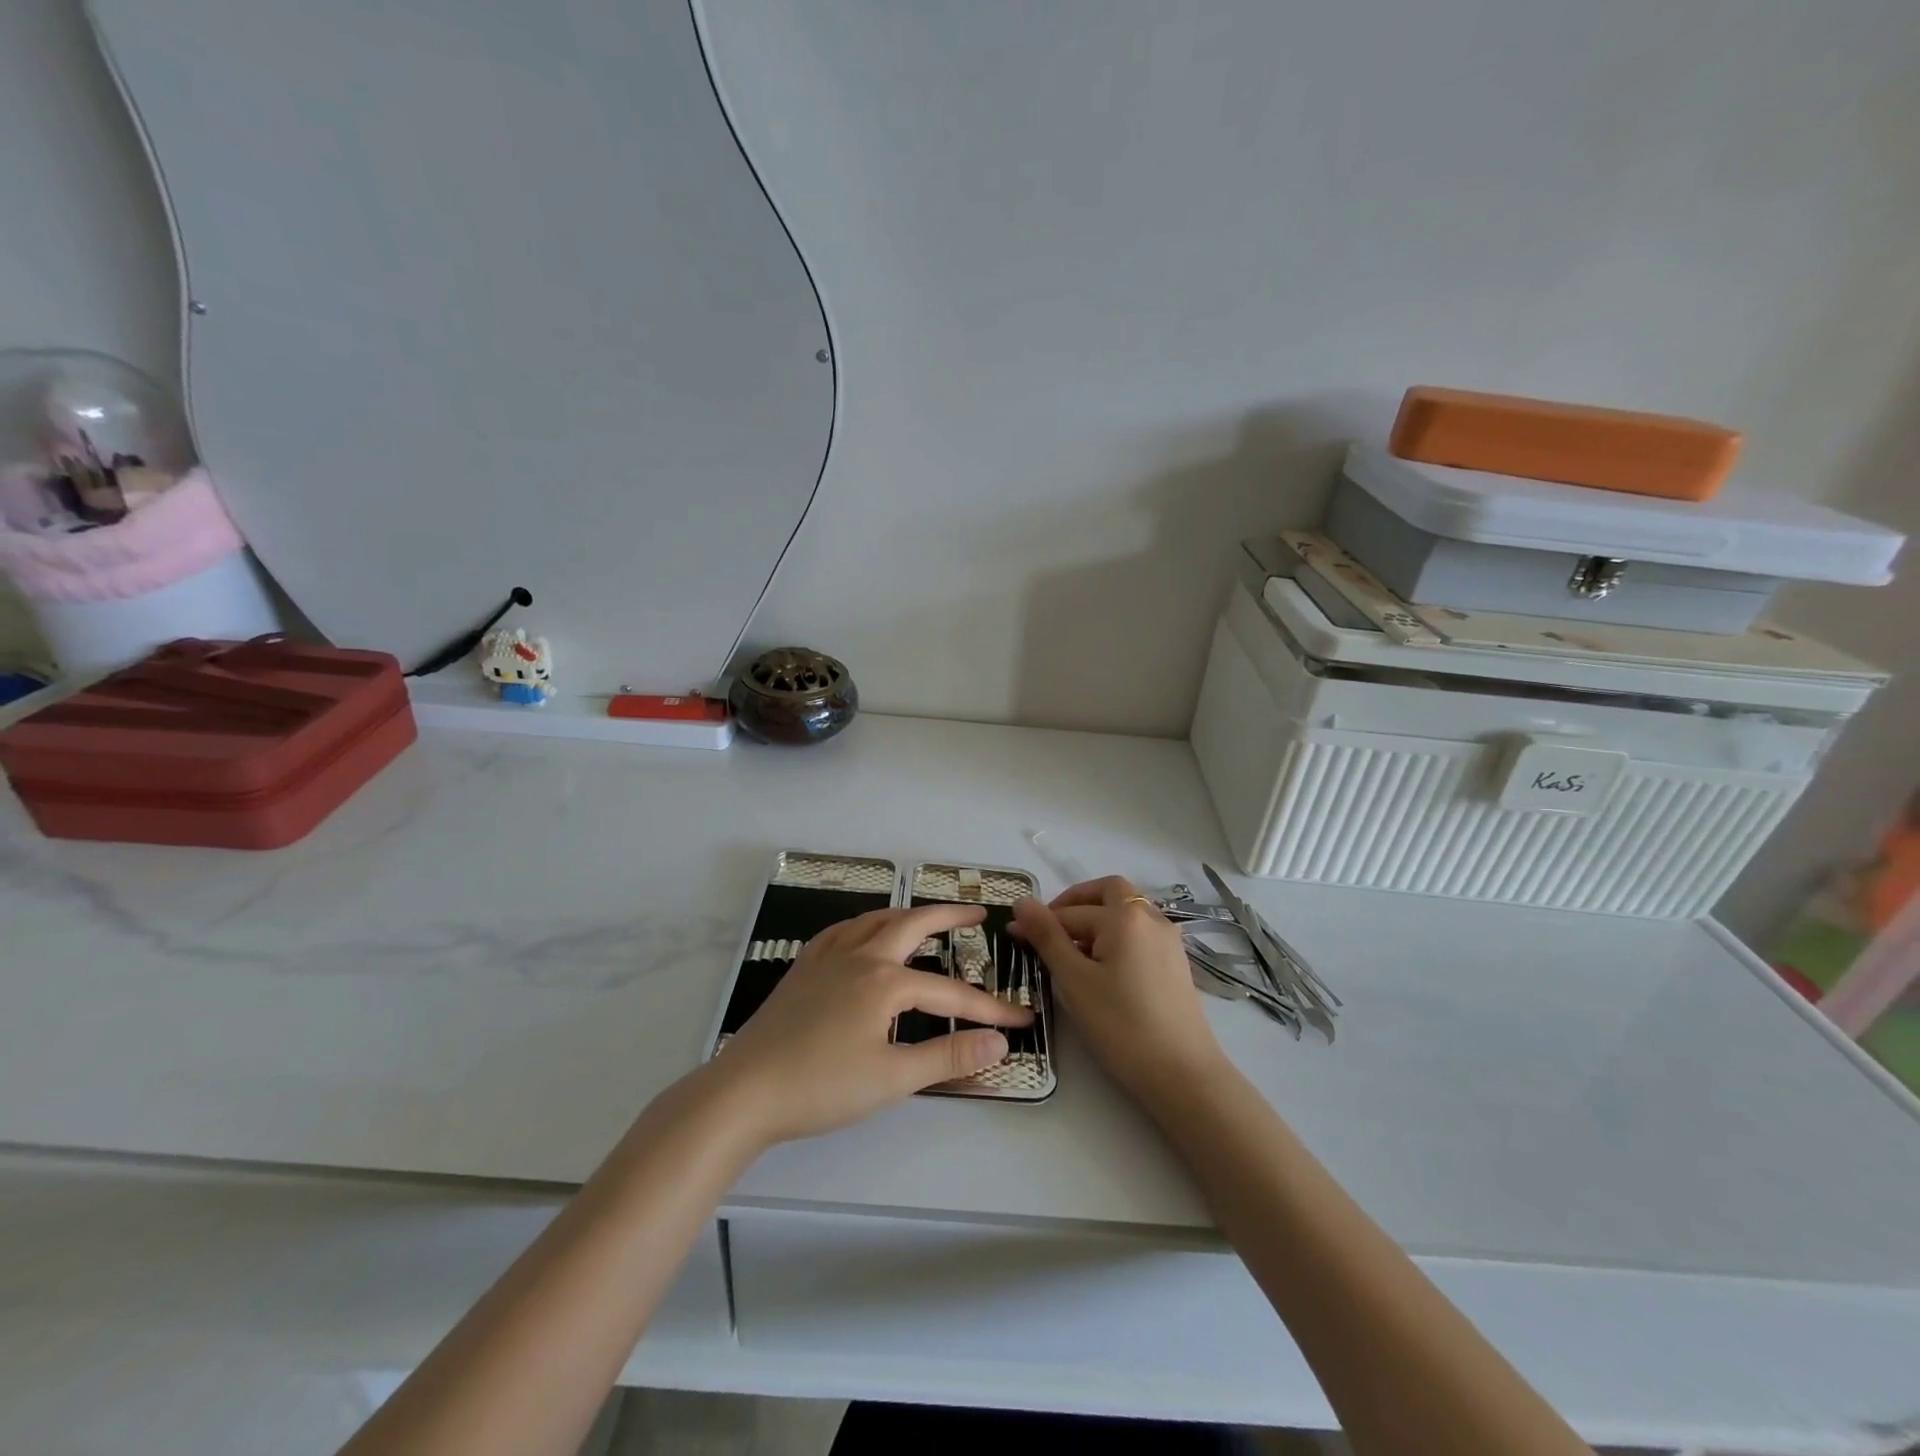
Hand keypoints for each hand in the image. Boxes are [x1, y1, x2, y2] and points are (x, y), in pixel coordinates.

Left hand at [711, 904, 1032, 1147]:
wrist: (745, 1090)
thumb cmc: (821, 1086)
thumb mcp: (892, 1078)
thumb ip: (948, 1056)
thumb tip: (999, 1042)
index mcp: (885, 981)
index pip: (950, 993)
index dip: (989, 1009)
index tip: (1020, 1020)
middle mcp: (860, 956)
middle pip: (913, 923)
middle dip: (949, 916)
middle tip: (976, 914)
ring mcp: (828, 957)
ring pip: (875, 920)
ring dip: (907, 915)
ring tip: (927, 919)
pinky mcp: (804, 967)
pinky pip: (842, 930)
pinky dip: (865, 924)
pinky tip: (864, 935)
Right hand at [1013, 876, 1224, 1103]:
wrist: (1183, 1074)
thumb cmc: (1121, 1025)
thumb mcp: (1075, 981)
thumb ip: (1047, 937)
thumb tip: (1022, 902)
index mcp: (1125, 916)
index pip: (1071, 911)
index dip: (1040, 922)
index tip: (1015, 937)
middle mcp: (1151, 917)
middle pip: (1108, 892)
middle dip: (1076, 903)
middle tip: (1050, 929)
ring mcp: (1168, 939)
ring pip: (1126, 911)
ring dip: (1097, 919)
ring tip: (1073, 953)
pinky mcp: (1176, 961)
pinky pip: (1140, 932)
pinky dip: (1117, 935)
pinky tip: (1103, 967)